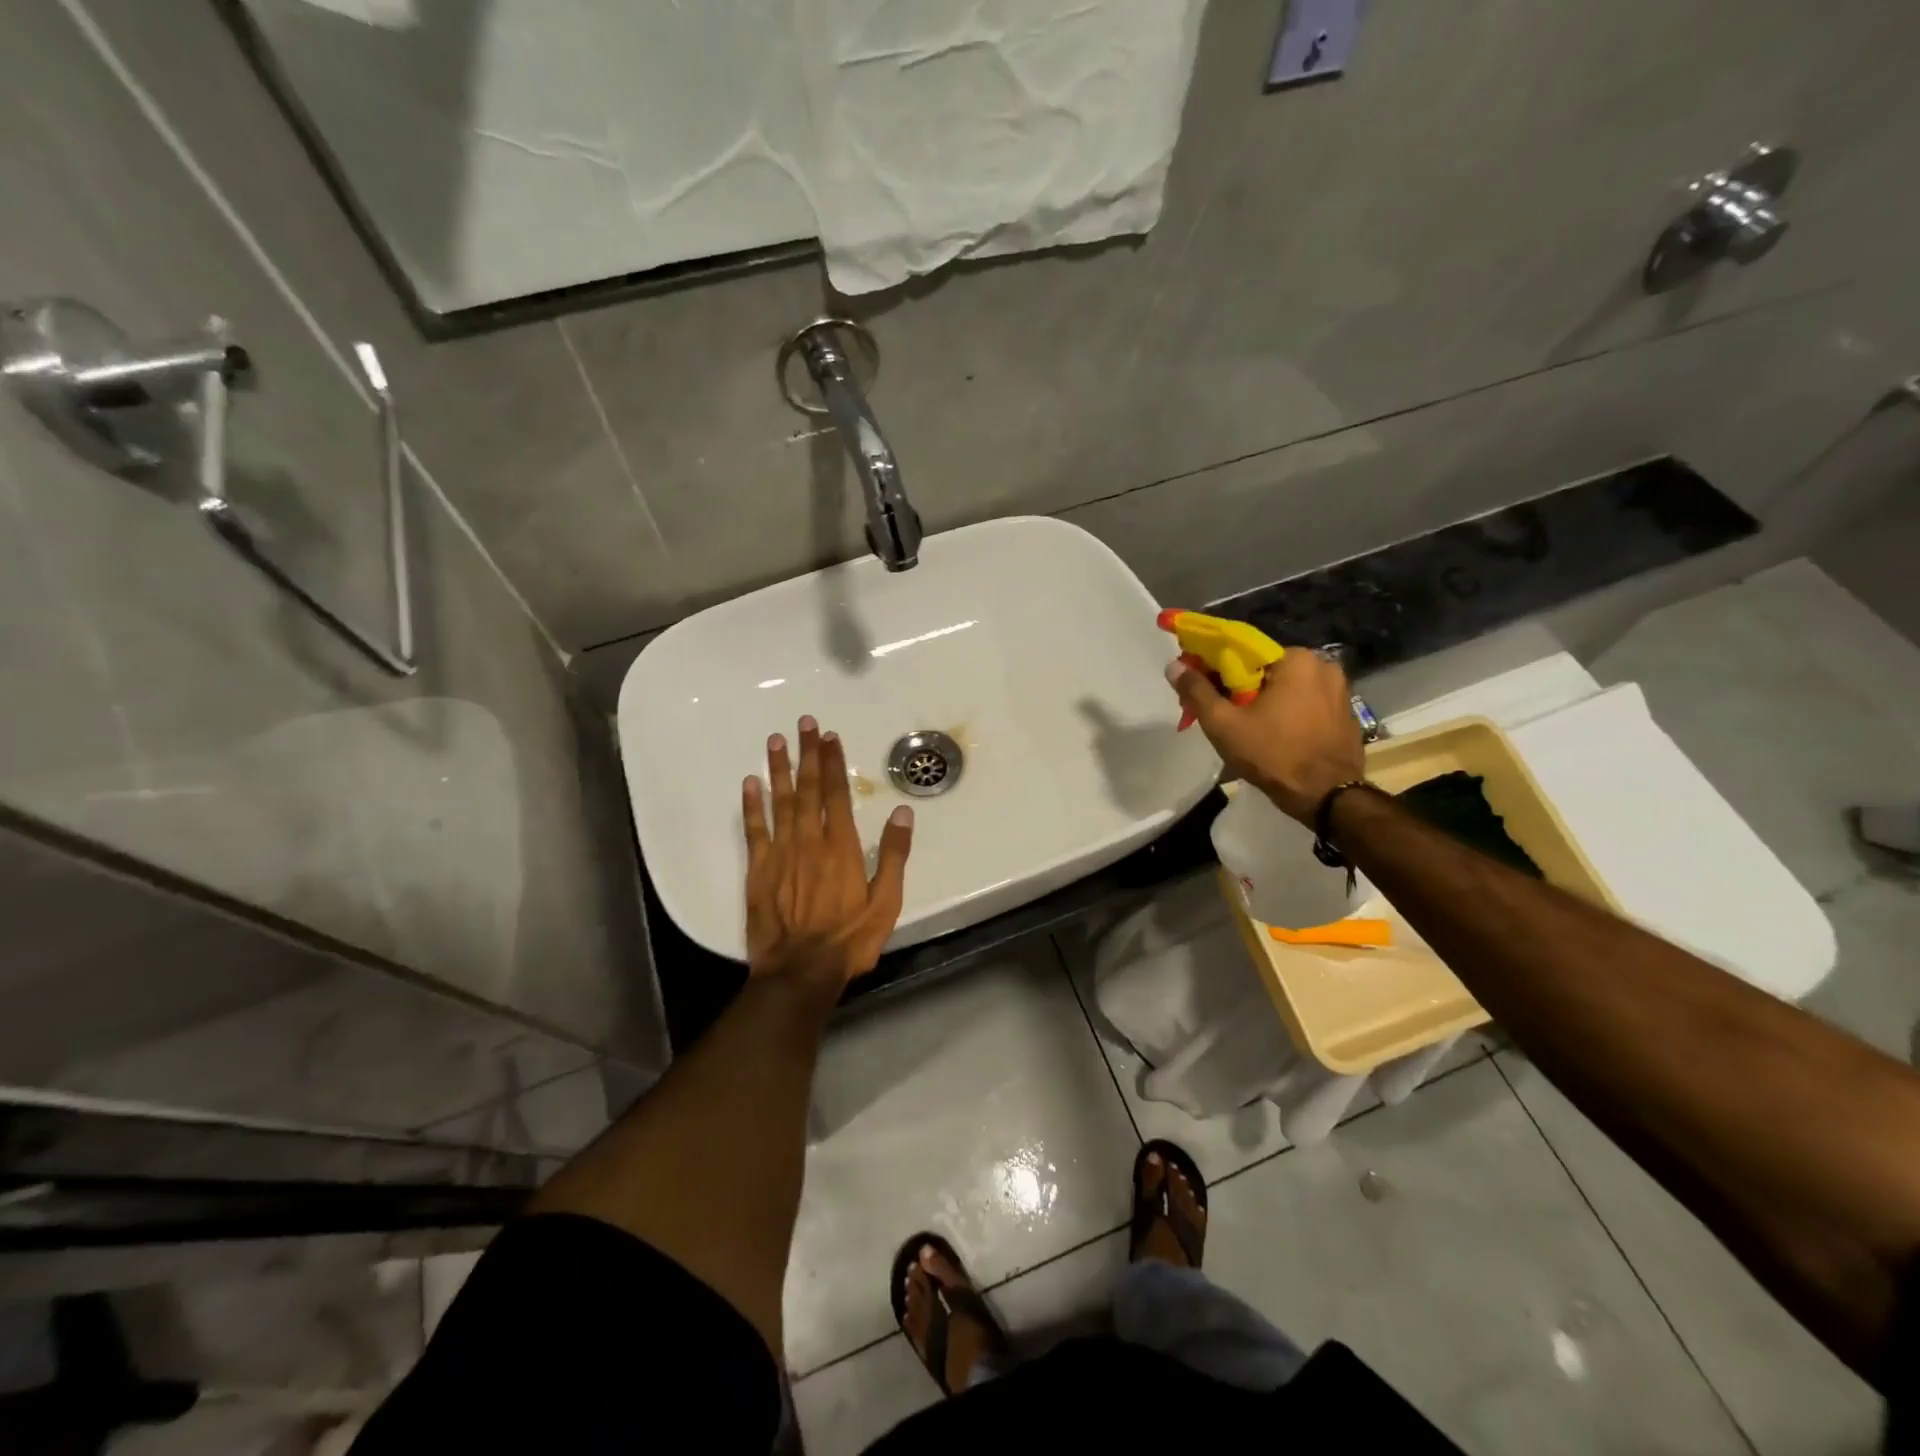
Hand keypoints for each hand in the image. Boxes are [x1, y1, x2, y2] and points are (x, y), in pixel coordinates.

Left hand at [742, 716, 913, 987]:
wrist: (801, 970)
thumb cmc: (849, 938)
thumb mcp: (886, 902)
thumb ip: (895, 856)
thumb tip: (904, 813)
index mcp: (842, 847)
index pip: (837, 794)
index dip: (834, 763)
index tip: (830, 736)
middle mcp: (810, 841)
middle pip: (808, 789)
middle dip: (807, 754)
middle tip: (804, 723)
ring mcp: (781, 853)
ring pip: (780, 802)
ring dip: (779, 769)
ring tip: (776, 741)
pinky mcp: (759, 870)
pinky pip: (754, 830)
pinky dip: (752, 805)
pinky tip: (750, 784)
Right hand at [1167, 649, 1365, 824]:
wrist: (1327, 796)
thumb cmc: (1273, 755)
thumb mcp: (1224, 724)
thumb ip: (1197, 691)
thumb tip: (1174, 666)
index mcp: (1295, 659)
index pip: (1243, 652)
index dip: (1215, 669)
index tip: (1200, 689)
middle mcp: (1322, 665)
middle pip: (1264, 670)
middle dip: (1239, 688)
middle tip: (1220, 714)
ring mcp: (1339, 690)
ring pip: (1285, 687)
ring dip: (1262, 701)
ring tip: (1245, 728)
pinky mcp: (1345, 713)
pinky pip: (1304, 703)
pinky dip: (1285, 712)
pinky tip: (1273, 735)